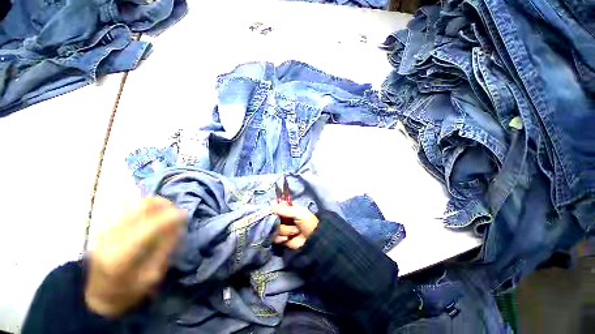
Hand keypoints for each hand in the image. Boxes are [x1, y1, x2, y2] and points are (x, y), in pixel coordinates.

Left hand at [85, 198, 186, 317]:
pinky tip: (153, 214)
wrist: (98, 295)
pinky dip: (145, 207)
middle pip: (140, 208)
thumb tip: (178, 225)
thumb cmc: (129, 291)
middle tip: (176, 211)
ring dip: (155, 204)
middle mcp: (110, 238)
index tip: (185, 215)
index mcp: (121, 256)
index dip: (171, 217)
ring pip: (134, 204)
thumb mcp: (152, 275)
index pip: (151, 226)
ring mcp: (104, 230)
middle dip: (164, 204)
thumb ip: (165, 248)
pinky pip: (128, 208)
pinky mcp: (104, 226)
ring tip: (167, 211)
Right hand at [272, 203, 318, 249]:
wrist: (313, 240)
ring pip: (274, 227)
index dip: (274, 208)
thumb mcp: (298, 213)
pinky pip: (274, 237)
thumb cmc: (308, 223)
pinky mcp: (280, 238)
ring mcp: (282, 227)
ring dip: (284, 230)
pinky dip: (280, 238)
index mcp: (289, 209)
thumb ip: (284, 209)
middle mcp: (284, 217)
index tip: (274, 210)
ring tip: (294, 231)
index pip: (277, 206)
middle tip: (287, 222)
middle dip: (280, 221)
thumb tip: (271, 203)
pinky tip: (287, 238)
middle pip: (273, 217)